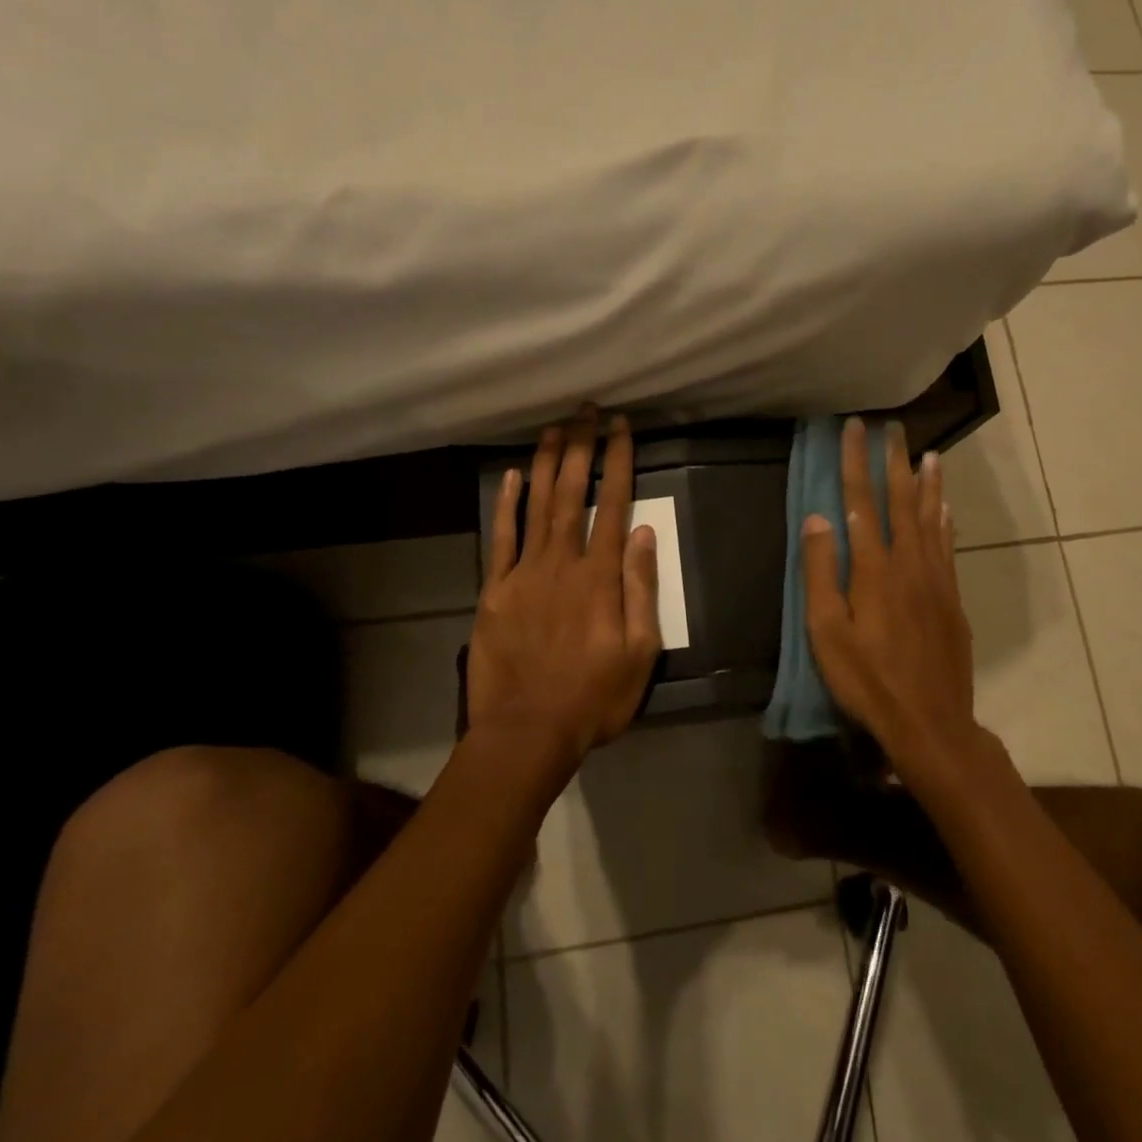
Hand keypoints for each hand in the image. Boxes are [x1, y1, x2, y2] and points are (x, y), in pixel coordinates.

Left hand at [465, 408, 662, 765]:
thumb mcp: (640, 652)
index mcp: (601, 576)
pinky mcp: (495, 591)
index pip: (614, 504)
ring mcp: (524, 574)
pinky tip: (510, 477)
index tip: (621, 427)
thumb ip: (642, 589)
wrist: (526, 731)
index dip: (618, 462)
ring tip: (554, 428)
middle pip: (572, 493)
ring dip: (546, 463)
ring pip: (537, 506)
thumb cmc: (594, 697)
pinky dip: (506, 505)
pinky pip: (502, 538)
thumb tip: (646, 534)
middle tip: (586, 410)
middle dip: (582, 447)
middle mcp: (562, 563)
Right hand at [802, 418, 979, 787]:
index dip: (856, 462)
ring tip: (929, 454)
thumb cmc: (867, 679)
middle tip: (893, 429)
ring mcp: (936, 580)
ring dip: (928, 484)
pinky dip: (946, 520)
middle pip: (901, 501)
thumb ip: (821, 572)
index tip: (854, 429)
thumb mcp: (826, 631)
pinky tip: (946, 508)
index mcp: (875, 568)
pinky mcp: (952, 599)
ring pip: (932, 519)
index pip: (862, 501)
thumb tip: (818, 518)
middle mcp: (910, 563)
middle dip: (894, 461)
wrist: (930, 722)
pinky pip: (948, 546)